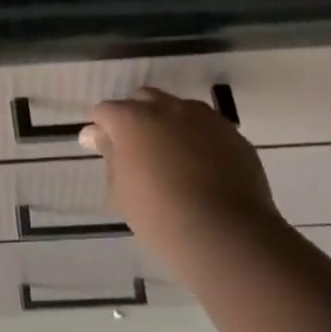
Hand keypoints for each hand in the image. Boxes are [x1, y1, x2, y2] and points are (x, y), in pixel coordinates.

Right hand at [83, 87, 284, 247]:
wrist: (225, 232)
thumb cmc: (159, 215)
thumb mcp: (121, 189)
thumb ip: (110, 154)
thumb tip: (97, 134)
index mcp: (132, 119)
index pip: (105, 111)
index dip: (101, 127)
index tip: (100, 147)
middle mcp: (168, 108)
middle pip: (143, 99)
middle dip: (135, 116)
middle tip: (135, 148)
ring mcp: (205, 118)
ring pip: (179, 109)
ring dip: (169, 124)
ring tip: (172, 157)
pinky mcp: (233, 134)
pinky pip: (208, 128)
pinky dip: (198, 139)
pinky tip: (201, 168)